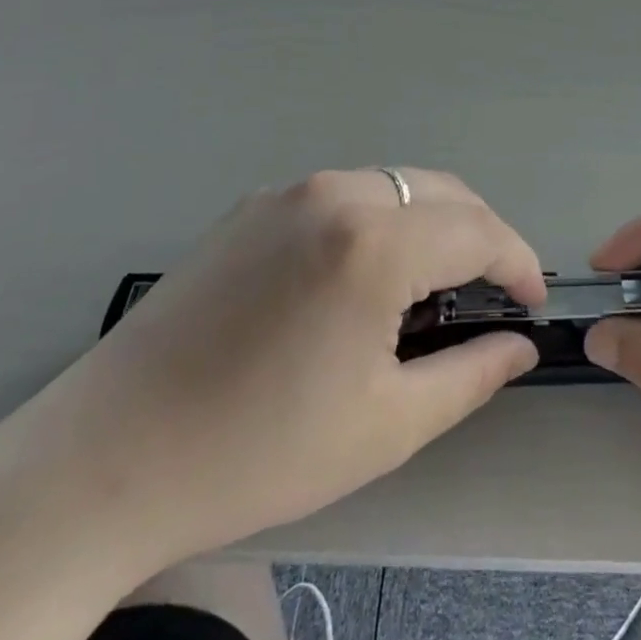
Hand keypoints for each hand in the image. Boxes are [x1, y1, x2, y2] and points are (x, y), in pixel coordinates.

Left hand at [0, 169, 544, 575]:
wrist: (109, 455)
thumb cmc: (259, 450)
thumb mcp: (385, 426)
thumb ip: (470, 374)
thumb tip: (520, 344)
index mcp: (373, 242)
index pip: (478, 230)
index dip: (518, 262)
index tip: (531, 302)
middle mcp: (336, 192)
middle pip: (441, 190)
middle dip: (479, 235)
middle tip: (487, 294)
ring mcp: (290, 190)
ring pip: (394, 184)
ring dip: (429, 222)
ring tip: (426, 286)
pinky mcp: (255, 202)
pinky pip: (343, 193)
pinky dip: (378, 219)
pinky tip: (359, 275)